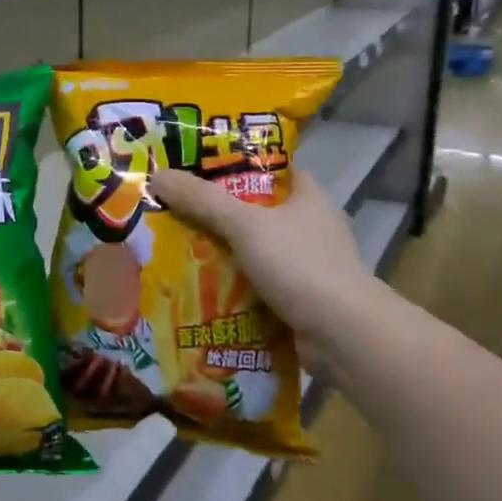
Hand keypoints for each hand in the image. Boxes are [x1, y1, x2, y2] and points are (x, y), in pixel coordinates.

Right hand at [149, 168, 372, 342]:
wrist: (343, 335)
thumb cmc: (300, 264)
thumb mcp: (245, 224)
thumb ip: (202, 200)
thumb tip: (158, 176)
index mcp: (309, 198)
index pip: (274, 170)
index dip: (240, 165)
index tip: (201, 168)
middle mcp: (313, 228)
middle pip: (259, 212)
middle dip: (221, 214)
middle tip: (178, 212)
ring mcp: (309, 267)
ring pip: (257, 252)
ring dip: (225, 255)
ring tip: (180, 251)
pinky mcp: (302, 301)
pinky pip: (260, 286)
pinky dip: (235, 289)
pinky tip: (203, 290)